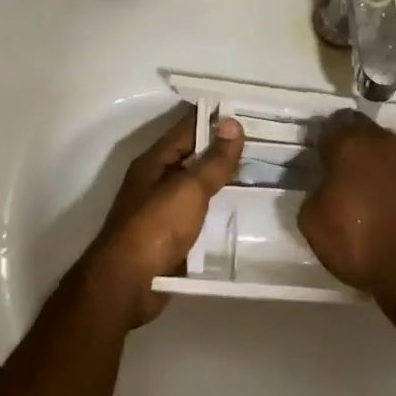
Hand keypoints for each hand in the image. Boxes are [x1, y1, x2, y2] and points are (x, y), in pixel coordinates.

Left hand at [80, 104, 243, 327]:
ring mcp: (162, 209)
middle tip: (267, 143)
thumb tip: (233, 123)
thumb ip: (213, 160)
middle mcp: (156, 180)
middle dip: (225, 150)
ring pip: (198, 186)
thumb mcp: (188, 189)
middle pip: (194, 156)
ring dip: (224, 180)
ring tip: (263, 173)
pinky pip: (200, 213)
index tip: (251, 110)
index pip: (188, 127)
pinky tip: (243, 210)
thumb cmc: (155, 228)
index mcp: (154, 161)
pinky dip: (219, 209)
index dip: (217, 117)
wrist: (127, 285)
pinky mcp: (171, 236)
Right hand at [298, 111, 395, 308]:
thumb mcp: (312, 222)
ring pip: (387, 143)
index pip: (328, 128)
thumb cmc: (359, 245)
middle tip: (342, 168)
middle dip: (349, 142)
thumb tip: (326, 183)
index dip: (320, 142)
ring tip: (371, 183)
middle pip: (360, 128)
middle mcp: (384, 140)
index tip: (317, 159)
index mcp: (349, 145)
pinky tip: (394, 194)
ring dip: (376, 155)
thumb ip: (314, 190)